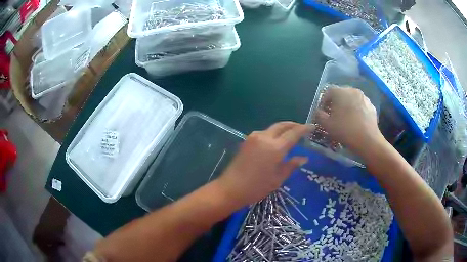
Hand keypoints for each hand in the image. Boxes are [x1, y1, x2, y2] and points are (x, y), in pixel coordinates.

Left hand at [216, 122, 312, 206]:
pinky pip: (264, 133)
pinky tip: (277, 140)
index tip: (312, 126)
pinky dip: (274, 133)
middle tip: (302, 128)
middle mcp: (264, 137)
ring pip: (272, 128)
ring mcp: (254, 137)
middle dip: (293, 125)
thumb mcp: (277, 179)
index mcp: (274, 148)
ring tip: (291, 134)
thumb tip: (304, 158)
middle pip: (282, 125)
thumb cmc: (256, 187)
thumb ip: (291, 165)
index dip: (304, 129)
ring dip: (283, 128)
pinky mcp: (247, 140)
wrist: (230, 188)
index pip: (293, 133)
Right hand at [315, 87, 383, 154]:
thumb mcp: (327, 125)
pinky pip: (360, 105)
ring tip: (346, 118)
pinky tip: (356, 121)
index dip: (323, 101)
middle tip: (334, 115)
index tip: (323, 112)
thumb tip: (319, 111)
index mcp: (340, 92)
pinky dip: (357, 110)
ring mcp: (364, 97)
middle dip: (336, 103)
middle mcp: (352, 90)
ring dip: (347, 106)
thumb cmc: (345, 130)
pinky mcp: (371, 106)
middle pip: (341, 94)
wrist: (368, 140)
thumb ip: (319, 115)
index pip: (328, 92)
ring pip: (352, 99)